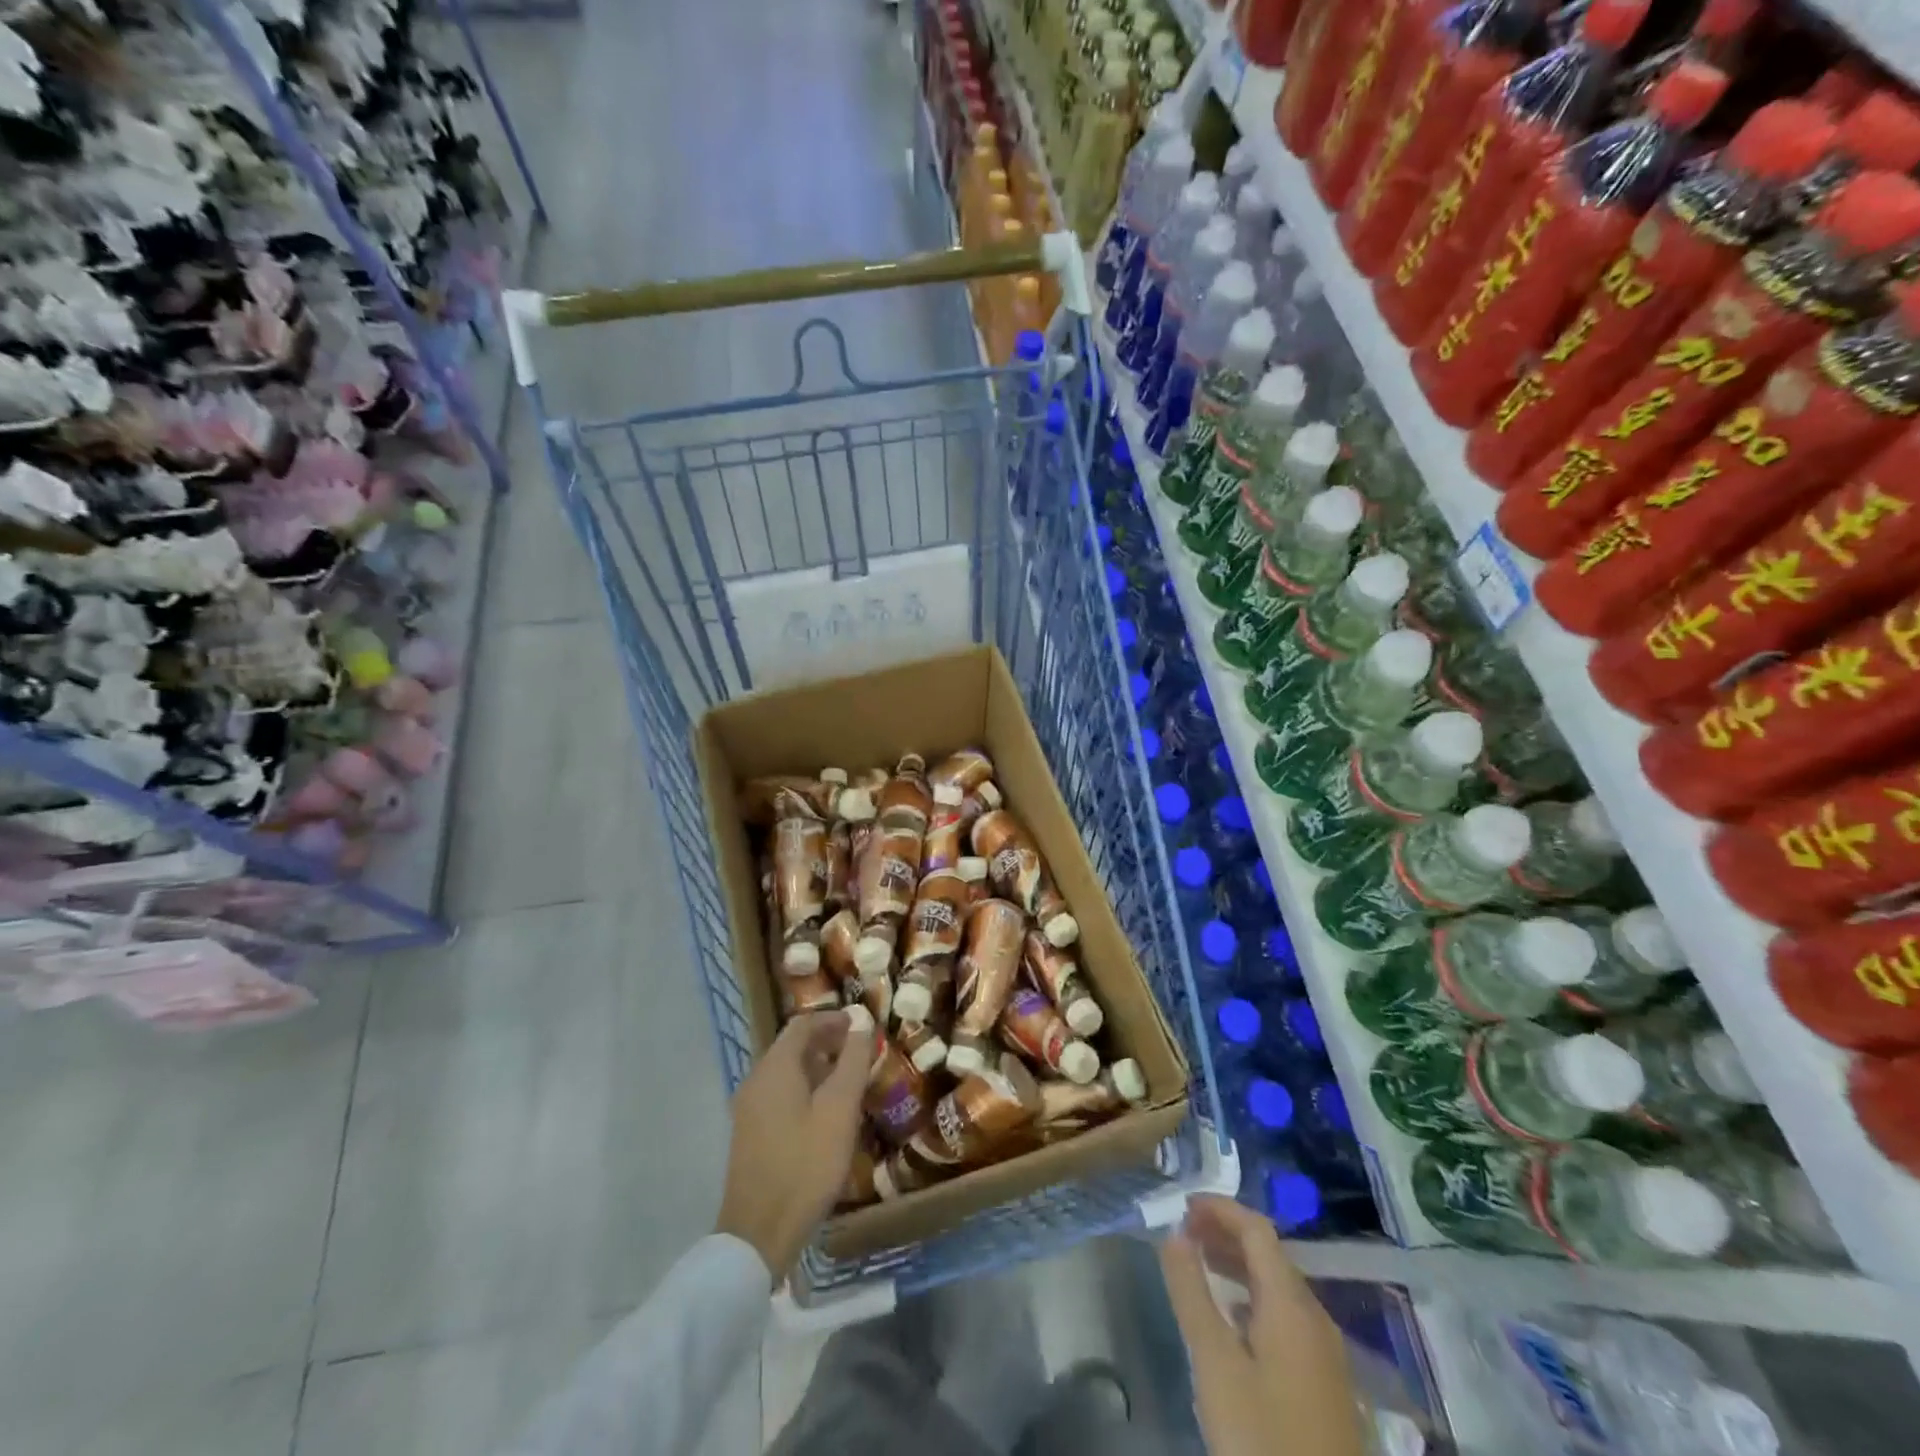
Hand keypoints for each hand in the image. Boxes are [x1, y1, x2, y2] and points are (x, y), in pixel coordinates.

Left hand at [714, 1010, 871, 1282]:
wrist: (759, 1234)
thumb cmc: (806, 1165)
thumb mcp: (839, 1109)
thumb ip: (852, 1060)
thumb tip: (861, 1019)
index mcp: (775, 1068)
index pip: (803, 1024)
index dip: (834, 1019)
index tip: (863, 1027)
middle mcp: (756, 1079)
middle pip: (792, 1046)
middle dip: (827, 1042)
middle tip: (861, 1053)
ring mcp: (748, 1108)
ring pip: (786, 1071)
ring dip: (817, 1067)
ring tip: (850, 1081)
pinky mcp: (750, 1133)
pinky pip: (779, 1094)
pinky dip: (804, 1089)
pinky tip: (826, 1113)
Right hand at [1158, 1196, 1366, 1455]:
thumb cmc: (1261, 1436)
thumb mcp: (1214, 1363)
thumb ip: (1191, 1292)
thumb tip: (1174, 1233)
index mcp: (1292, 1304)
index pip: (1257, 1229)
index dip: (1219, 1208)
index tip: (1181, 1206)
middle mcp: (1315, 1317)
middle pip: (1270, 1254)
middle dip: (1225, 1233)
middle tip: (1182, 1233)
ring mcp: (1326, 1353)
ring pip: (1279, 1286)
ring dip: (1238, 1265)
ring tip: (1199, 1265)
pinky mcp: (1325, 1383)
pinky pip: (1286, 1315)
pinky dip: (1253, 1297)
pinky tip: (1231, 1319)